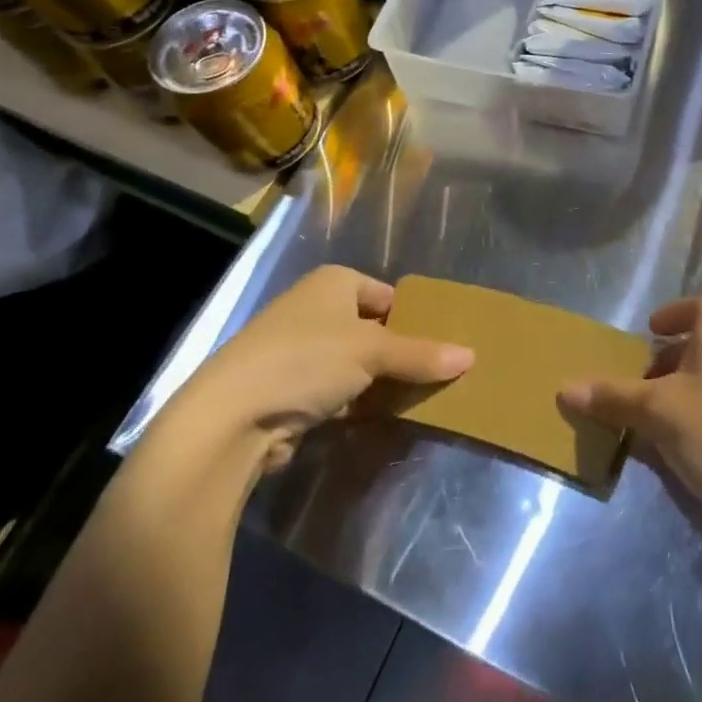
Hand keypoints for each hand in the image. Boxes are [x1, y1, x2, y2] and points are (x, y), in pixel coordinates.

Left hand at [177, 265, 472, 475]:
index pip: (389, 295)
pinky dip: (359, 403)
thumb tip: (471, 357)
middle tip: (441, 373)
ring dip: (382, 382)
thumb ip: (421, 355)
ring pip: (356, 364)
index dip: (416, 318)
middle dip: (402, 353)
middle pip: (374, 329)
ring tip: (422, 398)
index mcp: (334, 282)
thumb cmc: (306, 360)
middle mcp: (315, 309)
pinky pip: (338, 391)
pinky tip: (384, 419)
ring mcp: (299, 350)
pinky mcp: (289, 390)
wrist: (230, 418)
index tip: (445, 344)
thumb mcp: (373, 352)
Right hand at [560, 297, 701, 553]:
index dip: (676, 313)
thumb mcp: (658, 411)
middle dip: (670, 358)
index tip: (650, 332)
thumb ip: (613, 397)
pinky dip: (697, 419)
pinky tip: (674, 450)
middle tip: (638, 380)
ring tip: (647, 417)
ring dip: (681, 392)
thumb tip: (564, 388)